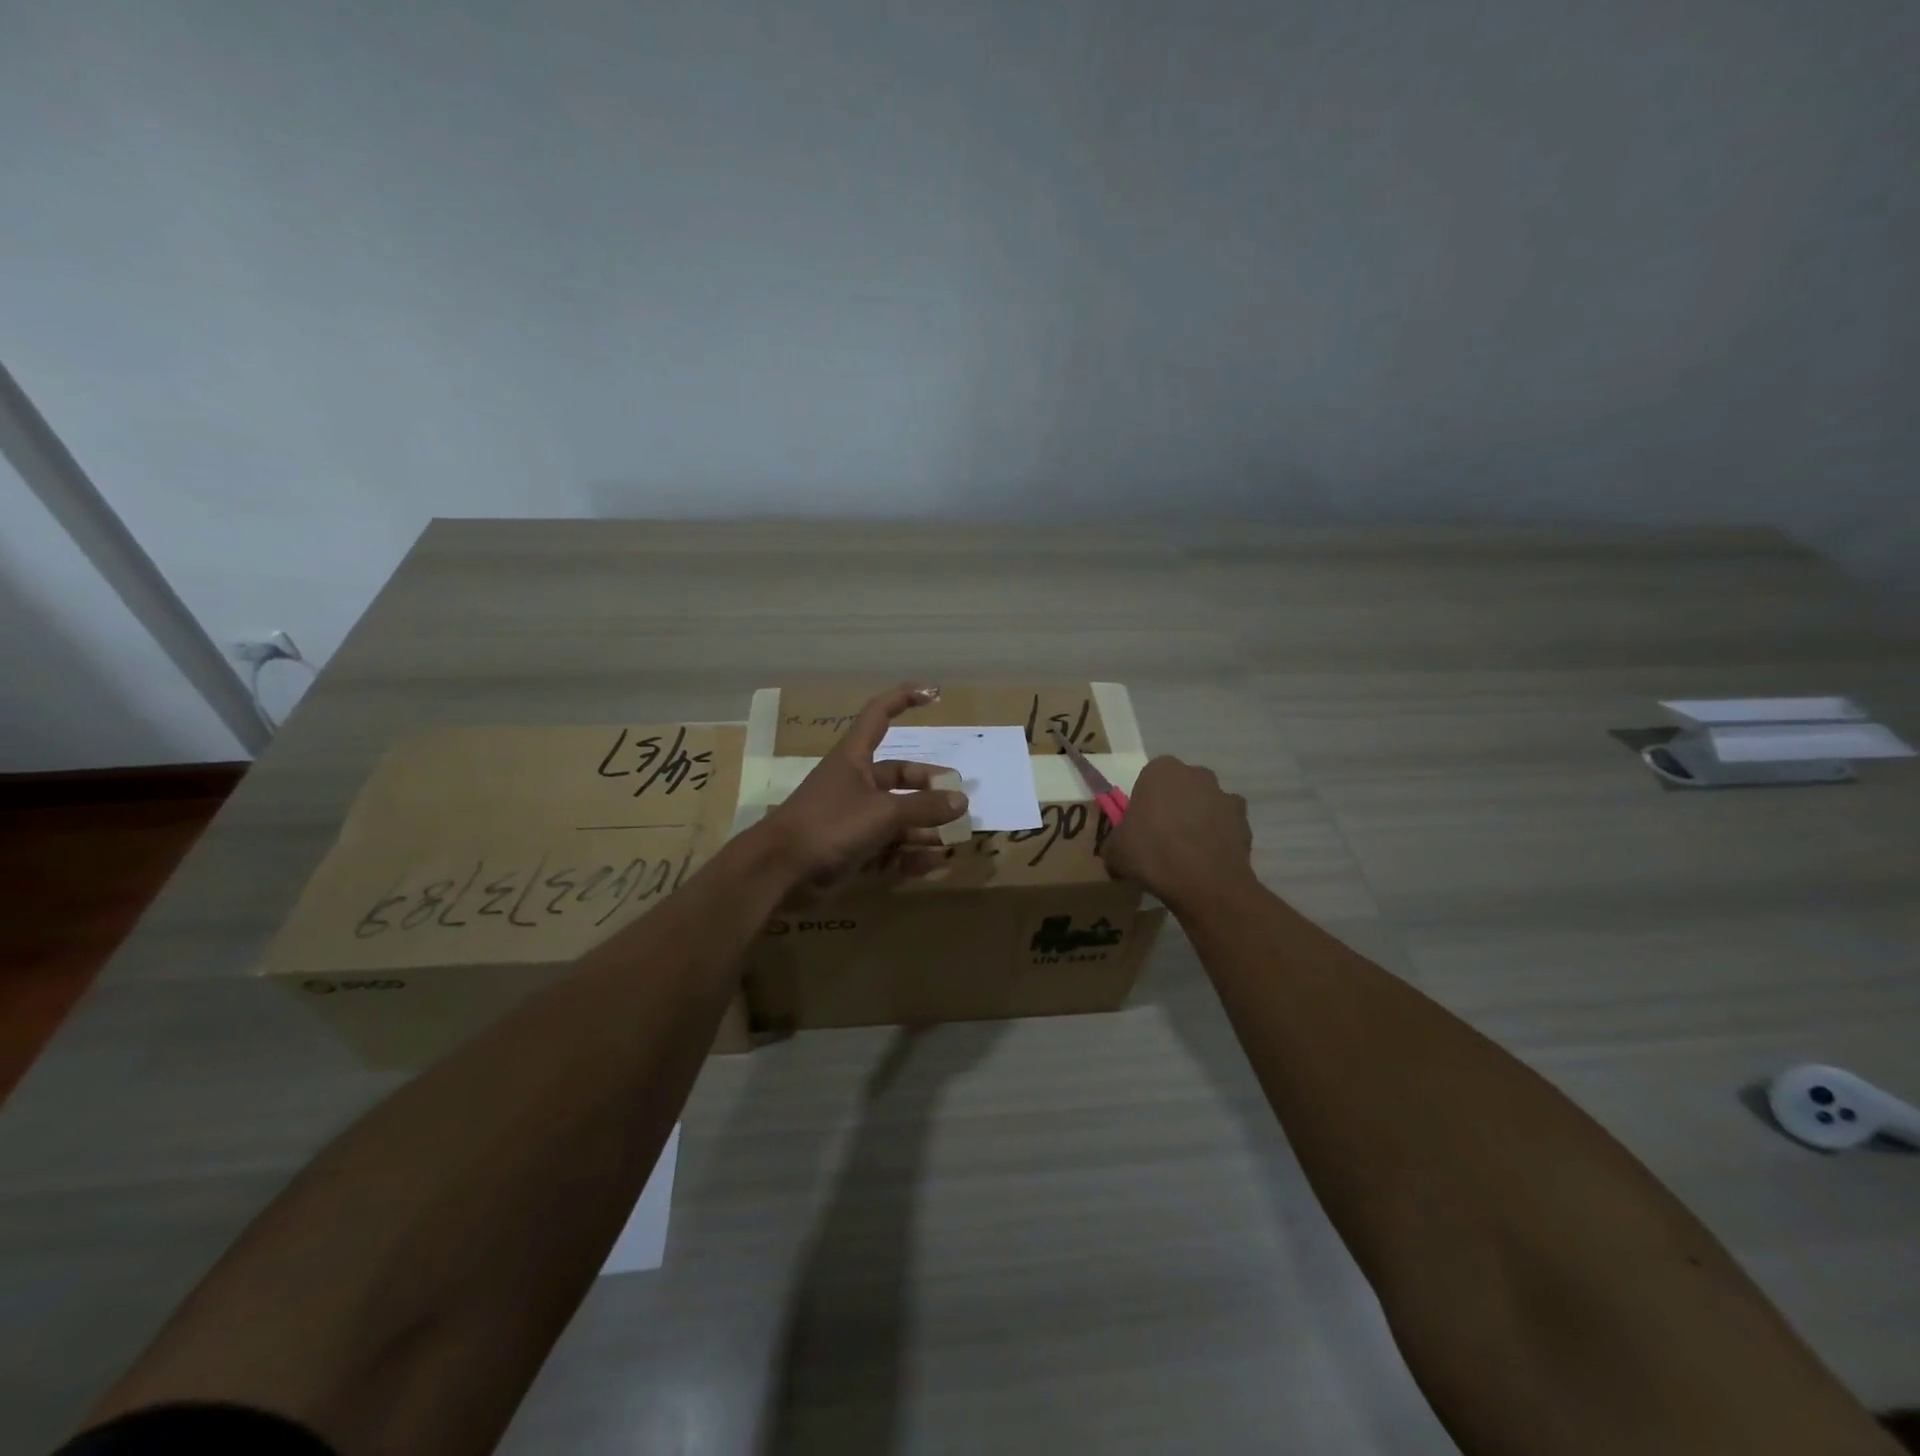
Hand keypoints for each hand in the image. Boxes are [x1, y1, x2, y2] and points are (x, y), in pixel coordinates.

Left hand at [758, 683, 968, 889]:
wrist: (779, 871)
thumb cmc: (829, 825)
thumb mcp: (883, 812)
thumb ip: (923, 807)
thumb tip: (961, 800)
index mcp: (854, 758)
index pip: (879, 715)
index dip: (904, 699)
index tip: (934, 695)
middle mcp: (855, 783)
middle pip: (898, 776)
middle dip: (928, 786)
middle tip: (958, 799)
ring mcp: (852, 818)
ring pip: (896, 816)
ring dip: (924, 825)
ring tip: (954, 836)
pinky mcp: (850, 850)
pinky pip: (888, 847)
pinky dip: (909, 853)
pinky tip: (934, 861)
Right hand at [1100, 756, 1256, 912]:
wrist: (1205, 882)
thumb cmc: (1152, 853)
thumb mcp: (1114, 851)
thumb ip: (1114, 842)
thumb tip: (1117, 850)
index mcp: (1161, 770)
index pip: (1149, 779)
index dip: (1144, 802)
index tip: (1140, 826)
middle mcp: (1196, 774)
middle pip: (1180, 788)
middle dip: (1173, 806)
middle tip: (1162, 838)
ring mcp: (1224, 795)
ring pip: (1205, 804)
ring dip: (1198, 820)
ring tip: (1187, 853)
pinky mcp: (1245, 820)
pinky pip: (1225, 825)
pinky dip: (1218, 837)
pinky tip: (1207, 860)